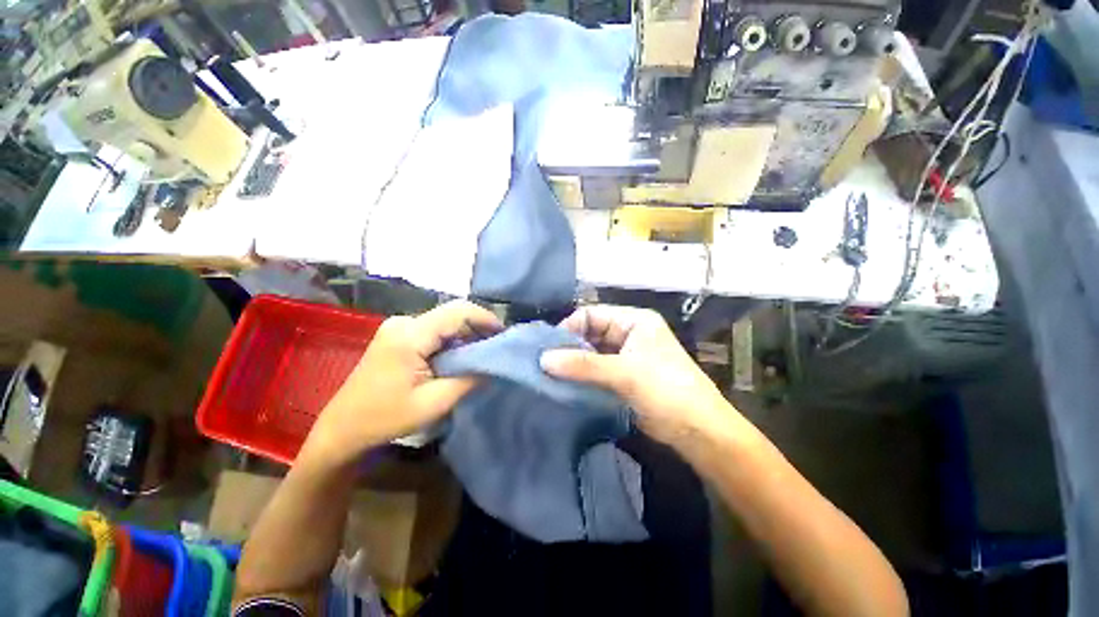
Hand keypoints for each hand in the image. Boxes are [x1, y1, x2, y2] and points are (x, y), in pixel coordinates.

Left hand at [307, 300, 501, 461]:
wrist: (343, 428)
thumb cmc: (386, 418)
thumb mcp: (435, 403)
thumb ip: (469, 379)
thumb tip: (495, 364)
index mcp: (410, 335)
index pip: (458, 311)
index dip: (485, 318)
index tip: (504, 334)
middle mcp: (403, 322)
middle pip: (452, 314)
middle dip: (477, 328)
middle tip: (495, 348)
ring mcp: (398, 326)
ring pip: (445, 321)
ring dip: (465, 335)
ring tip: (480, 355)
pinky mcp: (398, 334)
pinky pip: (434, 329)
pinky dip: (451, 340)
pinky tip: (458, 357)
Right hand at [540, 305, 733, 446]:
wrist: (699, 432)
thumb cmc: (667, 391)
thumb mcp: (625, 373)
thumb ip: (583, 365)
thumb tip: (544, 359)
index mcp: (633, 320)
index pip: (591, 314)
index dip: (569, 328)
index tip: (547, 348)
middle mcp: (628, 334)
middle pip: (590, 333)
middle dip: (569, 348)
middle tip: (544, 364)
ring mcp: (625, 357)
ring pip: (591, 354)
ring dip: (573, 364)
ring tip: (549, 376)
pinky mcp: (622, 378)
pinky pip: (595, 372)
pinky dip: (581, 377)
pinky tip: (564, 386)